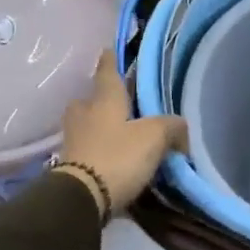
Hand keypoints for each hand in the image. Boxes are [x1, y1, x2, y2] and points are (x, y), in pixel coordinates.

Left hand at [57, 50, 186, 217]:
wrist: (79, 200)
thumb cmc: (118, 156)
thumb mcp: (155, 136)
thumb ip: (172, 127)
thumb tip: (180, 130)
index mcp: (104, 99)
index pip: (108, 72)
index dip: (110, 60)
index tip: (108, 49)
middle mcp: (85, 115)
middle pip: (89, 100)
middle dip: (99, 99)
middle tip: (116, 103)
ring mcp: (73, 142)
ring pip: (85, 126)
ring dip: (97, 128)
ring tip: (117, 135)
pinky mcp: (68, 169)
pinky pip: (85, 152)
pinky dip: (96, 153)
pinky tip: (111, 161)